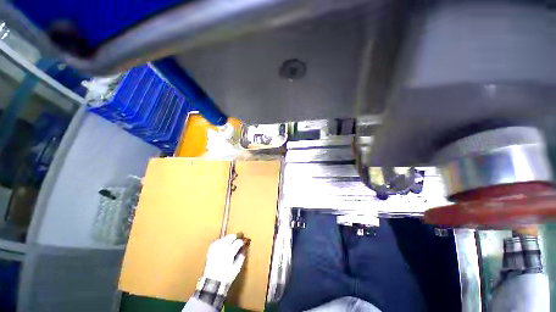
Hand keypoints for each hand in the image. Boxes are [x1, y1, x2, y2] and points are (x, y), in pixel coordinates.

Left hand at [202, 234, 245, 284]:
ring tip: (231, 241)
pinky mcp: (210, 251)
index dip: (242, 241)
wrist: (211, 284)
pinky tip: (223, 243)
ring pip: (224, 238)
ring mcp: (215, 249)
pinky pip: (216, 242)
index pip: (238, 242)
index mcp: (229, 253)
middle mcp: (222, 249)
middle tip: (239, 239)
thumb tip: (243, 250)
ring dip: (228, 238)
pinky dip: (221, 241)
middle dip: (236, 237)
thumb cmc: (225, 278)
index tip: (244, 242)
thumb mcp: (236, 269)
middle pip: (230, 237)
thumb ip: (241, 258)